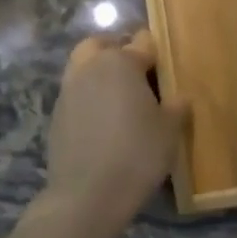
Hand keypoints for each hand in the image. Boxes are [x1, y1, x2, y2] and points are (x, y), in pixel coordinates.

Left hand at [37, 28, 188, 237]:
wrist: (86, 195)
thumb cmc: (137, 154)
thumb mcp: (169, 131)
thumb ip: (176, 107)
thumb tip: (180, 97)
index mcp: (121, 62)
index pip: (143, 42)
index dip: (156, 51)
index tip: (165, 65)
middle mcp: (90, 68)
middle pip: (101, 44)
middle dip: (117, 49)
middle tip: (136, 70)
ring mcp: (68, 91)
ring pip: (83, 66)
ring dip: (98, 72)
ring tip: (118, 97)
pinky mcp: (56, 115)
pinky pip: (75, 93)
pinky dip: (87, 97)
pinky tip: (102, 121)